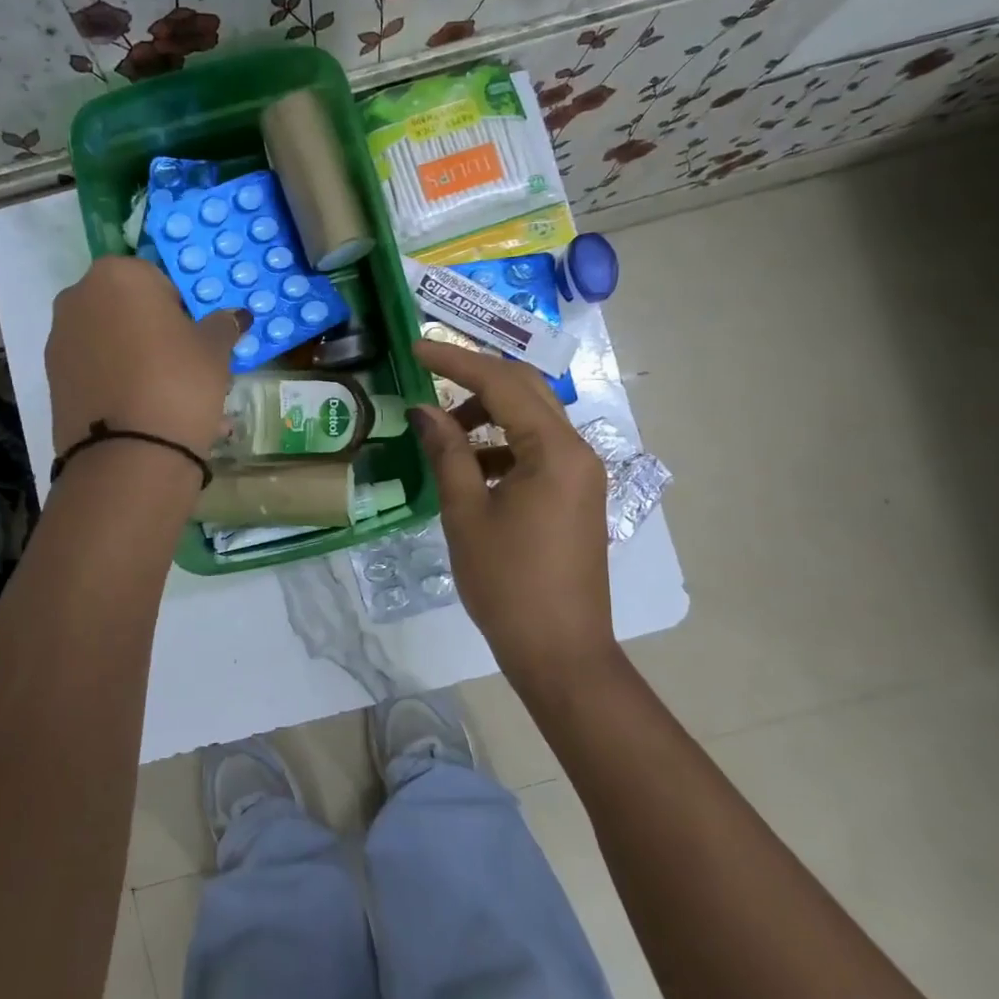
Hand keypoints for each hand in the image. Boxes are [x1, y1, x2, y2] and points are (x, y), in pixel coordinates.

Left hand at [46, 256, 246, 458]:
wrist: (128, 454)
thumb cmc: (179, 382)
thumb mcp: (215, 350)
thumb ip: (222, 326)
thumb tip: (234, 316)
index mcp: (119, 274)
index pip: (160, 280)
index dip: (183, 309)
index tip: (197, 339)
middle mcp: (79, 297)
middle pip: (129, 310)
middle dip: (157, 334)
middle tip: (187, 368)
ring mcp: (60, 339)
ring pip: (112, 344)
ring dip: (139, 362)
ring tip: (171, 401)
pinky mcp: (53, 380)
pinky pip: (97, 373)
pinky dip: (119, 385)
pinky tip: (148, 415)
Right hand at [411, 338, 613, 678]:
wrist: (560, 652)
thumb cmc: (508, 583)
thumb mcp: (466, 513)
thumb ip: (446, 452)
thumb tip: (423, 410)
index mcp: (556, 450)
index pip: (503, 383)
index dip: (456, 360)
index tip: (417, 346)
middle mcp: (578, 452)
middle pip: (526, 392)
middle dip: (475, 381)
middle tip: (429, 378)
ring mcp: (581, 475)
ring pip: (532, 422)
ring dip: (487, 418)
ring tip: (442, 438)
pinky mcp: (576, 497)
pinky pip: (538, 452)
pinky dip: (502, 448)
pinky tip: (470, 471)